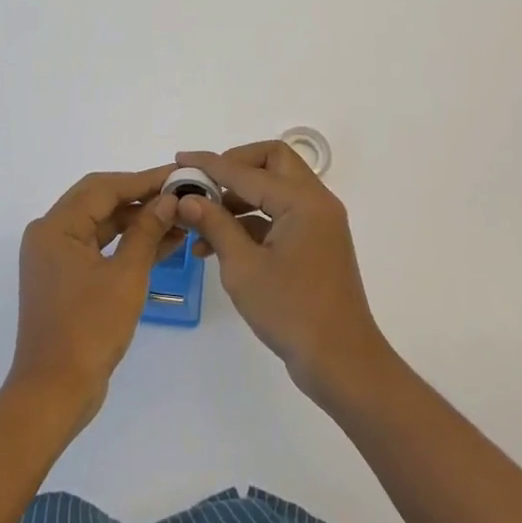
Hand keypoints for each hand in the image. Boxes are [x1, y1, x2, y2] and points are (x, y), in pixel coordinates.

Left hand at [9, 168, 180, 428]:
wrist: (55, 393)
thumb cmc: (88, 329)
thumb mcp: (125, 277)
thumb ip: (147, 232)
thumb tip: (169, 200)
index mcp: (56, 227)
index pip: (104, 188)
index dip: (144, 180)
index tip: (178, 175)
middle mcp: (50, 234)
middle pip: (100, 201)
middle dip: (142, 196)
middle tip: (181, 192)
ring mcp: (56, 257)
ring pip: (102, 224)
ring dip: (138, 221)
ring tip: (180, 218)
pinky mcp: (66, 278)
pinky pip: (100, 247)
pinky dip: (128, 244)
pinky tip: (165, 242)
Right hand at [172, 142, 393, 403]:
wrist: (341, 362)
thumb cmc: (291, 312)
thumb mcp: (243, 267)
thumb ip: (215, 225)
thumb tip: (188, 198)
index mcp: (302, 200)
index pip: (247, 170)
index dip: (210, 164)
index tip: (180, 160)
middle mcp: (315, 201)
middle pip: (272, 162)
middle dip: (235, 167)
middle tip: (205, 184)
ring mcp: (318, 222)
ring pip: (275, 188)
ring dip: (240, 197)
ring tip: (202, 224)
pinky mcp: (316, 242)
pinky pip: (281, 214)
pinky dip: (252, 220)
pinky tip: (220, 245)